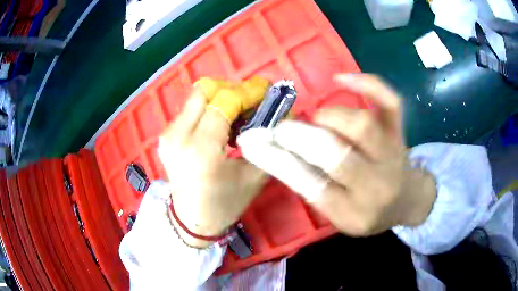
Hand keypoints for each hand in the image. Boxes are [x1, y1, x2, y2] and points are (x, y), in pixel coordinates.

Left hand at [158, 81, 267, 247]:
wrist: (191, 220)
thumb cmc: (225, 204)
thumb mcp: (254, 176)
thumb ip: (269, 141)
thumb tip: (283, 112)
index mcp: (202, 149)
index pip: (226, 101)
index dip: (250, 91)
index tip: (267, 90)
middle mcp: (179, 135)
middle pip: (207, 90)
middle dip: (233, 90)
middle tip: (252, 103)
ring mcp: (168, 134)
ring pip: (198, 96)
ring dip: (221, 98)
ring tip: (238, 116)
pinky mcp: (166, 135)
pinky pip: (191, 108)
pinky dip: (210, 109)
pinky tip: (221, 125)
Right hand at [238, 74, 436, 235]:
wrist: (408, 201)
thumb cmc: (370, 212)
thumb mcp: (340, 216)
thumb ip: (314, 190)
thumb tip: (280, 156)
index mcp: (354, 212)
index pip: (312, 186)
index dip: (279, 162)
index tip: (254, 144)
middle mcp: (376, 185)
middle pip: (337, 156)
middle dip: (300, 137)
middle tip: (281, 128)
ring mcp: (392, 154)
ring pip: (363, 125)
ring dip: (330, 117)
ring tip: (317, 119)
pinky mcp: (401, 132)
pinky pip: (390, 102)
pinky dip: (368, 84)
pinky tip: (343, 79)